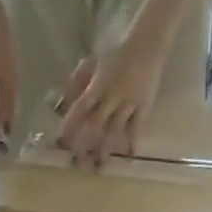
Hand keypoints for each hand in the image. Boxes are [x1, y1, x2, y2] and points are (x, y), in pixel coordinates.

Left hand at [56, 22, 171, 166]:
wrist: (148, 43)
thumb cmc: (117, 53)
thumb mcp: (93, 62)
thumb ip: (78, 82)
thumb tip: (63, 103)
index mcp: (99, 83)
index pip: (81, 107)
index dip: (71, 125)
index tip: (63, 143)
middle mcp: (113, 95)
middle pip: (96, 124)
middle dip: (86, 144)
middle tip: (77, 164)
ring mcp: (129, 103)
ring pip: (115, 130)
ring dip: (106, 149)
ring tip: (99, 168)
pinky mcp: (144, 107)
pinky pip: (137, 127)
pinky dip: (132, 142)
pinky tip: (128, 157)